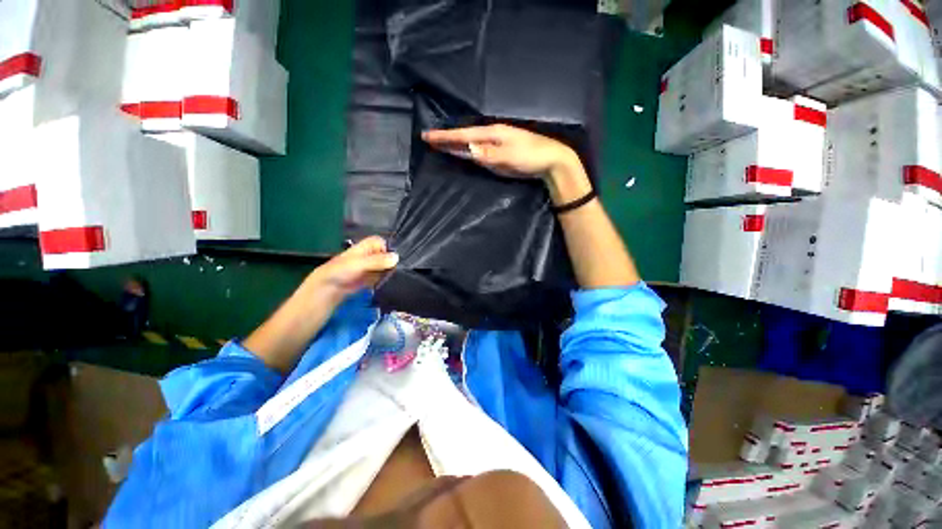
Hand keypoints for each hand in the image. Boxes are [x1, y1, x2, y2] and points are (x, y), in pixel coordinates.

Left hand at [306, 236, 398, 303]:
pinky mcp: (370, 279)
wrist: (328, 289)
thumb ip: (378, 261)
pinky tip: (389, 283)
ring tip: (395, 277)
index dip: (387, 248)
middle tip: (397, 269)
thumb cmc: (341, 270)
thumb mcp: (360, 263)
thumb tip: (397, 257)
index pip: (380, 242)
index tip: (392, 258)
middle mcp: (369, 256)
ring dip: (390, 271)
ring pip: (385, 266)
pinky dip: (386, 279)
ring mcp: (369, 268)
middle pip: (385, 254)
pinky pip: (382, 277)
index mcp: (365, 247)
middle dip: (391, 261)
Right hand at [422, 125, 578, 178]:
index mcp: (492, 133)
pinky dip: (467, 153)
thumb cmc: (532, 155)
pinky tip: (462, 153)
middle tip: (428, 139)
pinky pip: (478, 154)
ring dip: (454, 145)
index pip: (464, 134)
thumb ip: (489, 154)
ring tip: (439, 144)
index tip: (428, 136)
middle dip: (446, 138)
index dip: (446, 137)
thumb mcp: (511, 155)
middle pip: (464, 137)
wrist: (550, 161)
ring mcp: (494, 147)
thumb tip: (468, 149)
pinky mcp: (498, 157)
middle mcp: (491, 138)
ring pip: (470, 145)